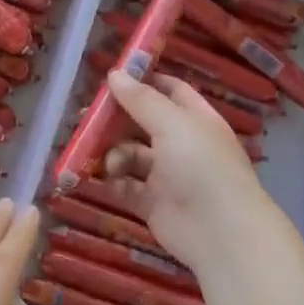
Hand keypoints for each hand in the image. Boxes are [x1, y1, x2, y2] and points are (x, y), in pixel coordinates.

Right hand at [95, 68, 273, 272]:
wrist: (219, 230)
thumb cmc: (201, 166)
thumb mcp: (172, 123)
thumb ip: (141, 99)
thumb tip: (114, 74)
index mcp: (195, 119)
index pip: (168, 90)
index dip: (142, 82)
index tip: (110, 78)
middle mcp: (181, 144)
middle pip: (142, 123)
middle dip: (115, 121)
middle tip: (85, 119)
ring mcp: (167, 175)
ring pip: (130, 155)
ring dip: (113, 154)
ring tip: (108, 164)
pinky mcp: (152, 203)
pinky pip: (126, 186)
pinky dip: (113, 181)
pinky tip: (104, 179)